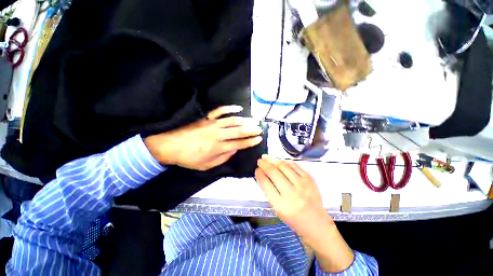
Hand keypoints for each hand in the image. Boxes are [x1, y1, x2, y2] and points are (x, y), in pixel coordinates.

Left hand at [144, 105, 262, 170]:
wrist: (170, 146)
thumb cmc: (189, 158)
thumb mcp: (206, 166)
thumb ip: (223, 158)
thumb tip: (234, 150)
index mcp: (218, 147)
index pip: (239, 143)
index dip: (250, 141)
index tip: (259, 139)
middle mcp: (217, 134)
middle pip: (238, 131)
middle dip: (251, 130)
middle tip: (260, 129)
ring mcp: (212, 124)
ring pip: (232, 121)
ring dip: (245, 120)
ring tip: (254, 121)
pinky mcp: (206, 118)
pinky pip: (219, 111)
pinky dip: (229, 108)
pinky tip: (238, 108)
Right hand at [255, 155, 329, 236]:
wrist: (316, 223)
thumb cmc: (293, 219)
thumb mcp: (277, 209)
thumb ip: (269, 191)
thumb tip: (262, 173)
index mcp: (281, 205)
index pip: (266, 183)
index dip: (259, 174)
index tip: (257, 169)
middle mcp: (292, 193)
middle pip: (273, 172)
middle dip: (264, 164)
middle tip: (260, 161)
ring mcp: (302, 184)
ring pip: (283, 166)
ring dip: (274, 161)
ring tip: (269, 160)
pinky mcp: (309, 179)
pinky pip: (294, 165)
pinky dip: (286, 163)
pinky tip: (281, 163)